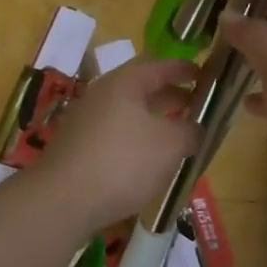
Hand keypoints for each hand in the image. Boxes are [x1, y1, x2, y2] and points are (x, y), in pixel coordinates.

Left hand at [37, 58, 199, 229]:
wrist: (62, 201)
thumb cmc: (123, 162)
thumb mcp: (170, 145)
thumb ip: (190, 131)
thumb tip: (197, 128)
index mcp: (124, 83)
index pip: (159, 65)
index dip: (183, 69)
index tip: (204, 74)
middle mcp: (102, 94)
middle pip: (142, 88)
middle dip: (170, 96)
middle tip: (196, 106)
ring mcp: (86, 121)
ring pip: (128, 113)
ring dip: (154, 120)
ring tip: (177, 135)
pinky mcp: (78, 148)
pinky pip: (115, 134)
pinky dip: (136, 140)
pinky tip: (148, 161)